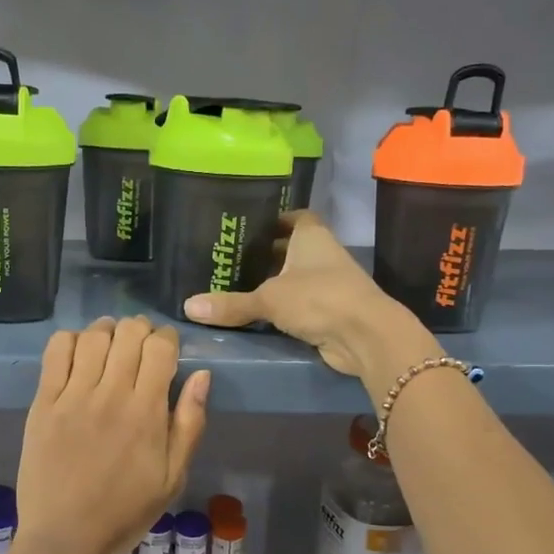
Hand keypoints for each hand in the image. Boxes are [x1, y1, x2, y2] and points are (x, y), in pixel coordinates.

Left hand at [16, 316, 209, 553]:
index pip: (161, 347)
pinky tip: (79, 353)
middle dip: (141, 330)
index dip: (168, 338)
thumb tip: (202, 375)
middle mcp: (111, 395)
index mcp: (147, 412)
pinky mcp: (43, 403)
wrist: (66, 538)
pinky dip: (71, 340)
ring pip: (93, 336)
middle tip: (140, 346)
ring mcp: (73, 396)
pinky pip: (56, 352)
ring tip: (111, 344)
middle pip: (129, 333)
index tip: (167, 348)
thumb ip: (190, 423)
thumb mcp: (173, 477)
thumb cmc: (125, 511)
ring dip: (107, 330)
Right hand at [182, 212, 427, 378]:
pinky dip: (282, 308)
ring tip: (236, 285)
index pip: (294, 217)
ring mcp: (329, 284)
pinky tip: (257, 313)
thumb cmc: (318, 298)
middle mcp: (322, 255)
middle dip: (266, 254)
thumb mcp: (268, 298)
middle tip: (231, 259)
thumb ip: (231, 303)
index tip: (247, 226)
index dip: (273, 219)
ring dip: (274, 283)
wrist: (365, 336)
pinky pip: (299, 304)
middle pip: (291, 249)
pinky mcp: (329, 312)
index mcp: (311, 236)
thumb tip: (188, 306)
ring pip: (295, 278)